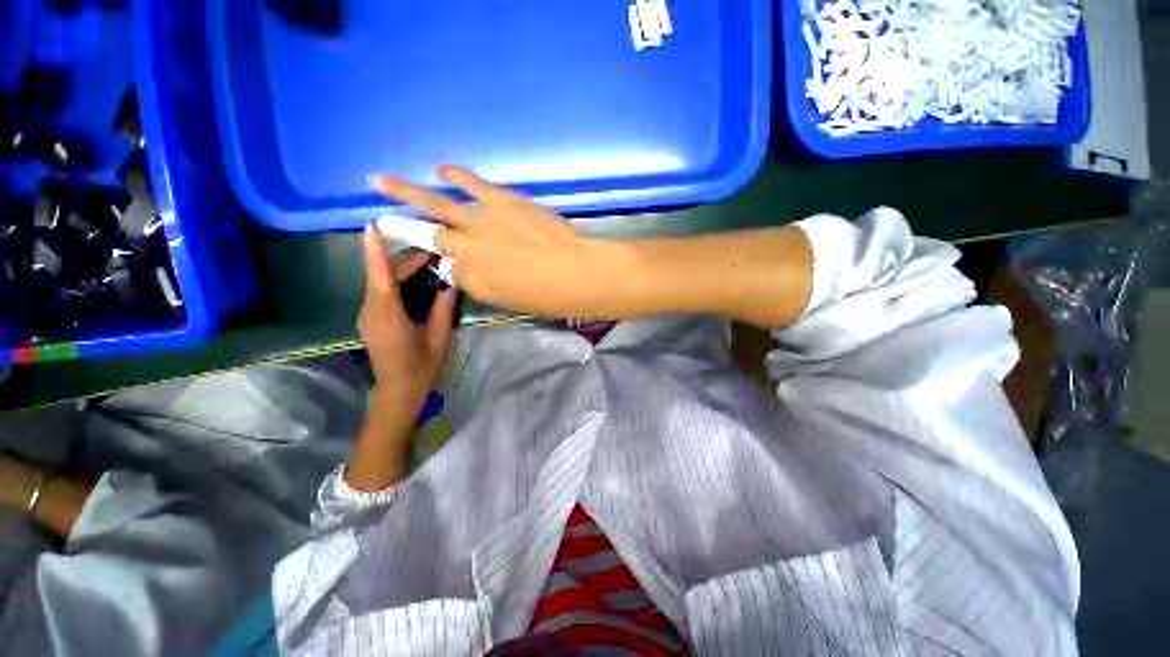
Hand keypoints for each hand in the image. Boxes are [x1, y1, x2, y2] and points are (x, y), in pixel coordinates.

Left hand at [358, 226, 455, 416]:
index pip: (380, 279)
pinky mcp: (371, 318)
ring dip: (401, 267)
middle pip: (382, 276)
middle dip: (405, 259)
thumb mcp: (439, 337)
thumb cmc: (421, 366)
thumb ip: (443, 308)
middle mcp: (371, 311)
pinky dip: (395, 279)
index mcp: (388, 316)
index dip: (376, 253)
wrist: (398, 391)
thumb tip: (451, 282)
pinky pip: (380, 291)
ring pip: (380, 282)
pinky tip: (414, 276)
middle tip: (433, 249)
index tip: (371, 228)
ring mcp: (368, 315)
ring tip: (427, 258)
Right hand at [371, 166, 616, 317]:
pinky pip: (472, 183)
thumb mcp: (511, 302)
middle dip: (412, 229)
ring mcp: (481, 222)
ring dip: (405, 192)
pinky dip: (456, 174)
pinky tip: (440, 167)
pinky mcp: (501, 201)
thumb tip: (473, 271)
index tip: (459, 264)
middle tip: (388, 219)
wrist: (576, 272)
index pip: (451, 272)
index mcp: (473, 281)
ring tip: (379, 181)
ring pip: (436, 205)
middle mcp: (467, 250)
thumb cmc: (549, 297)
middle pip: (434, 238)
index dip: (454, 267)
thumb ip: (487, 286)